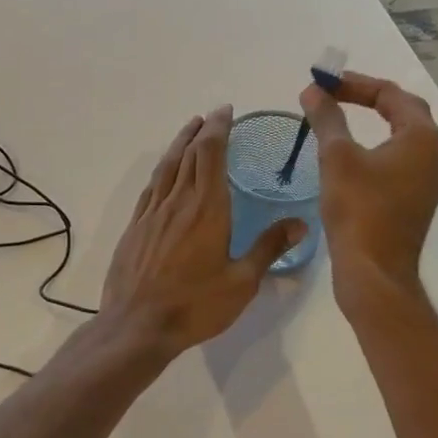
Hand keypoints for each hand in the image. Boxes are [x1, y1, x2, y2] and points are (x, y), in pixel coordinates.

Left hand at [100, 107, 306, 354]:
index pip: (211, 153)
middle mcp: (178, 200)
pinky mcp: (136, 226)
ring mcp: (152, 212)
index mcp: (206, 207)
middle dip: (201, 130)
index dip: (218, 128)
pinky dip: (162, 169)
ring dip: (179, 143)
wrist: (137, 325)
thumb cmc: (195, 305)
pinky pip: (151, 186)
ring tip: (190, 129)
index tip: (226, 112)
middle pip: (188, 153)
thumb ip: (268, 248)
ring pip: (167, 166)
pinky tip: (165, 171)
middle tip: (212, 116)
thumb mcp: (241, 282)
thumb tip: (301, 223)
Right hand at [299, 72, 437, 298]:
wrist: (374, 271)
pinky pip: (398, 157)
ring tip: (338, 115)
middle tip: (332, 93)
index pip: (390, 93)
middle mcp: (434, 153)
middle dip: (366, 97)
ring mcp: (429, 178)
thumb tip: (312, 90)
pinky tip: (351, 152)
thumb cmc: (358, 208)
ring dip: (371, 120)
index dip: (354, 83)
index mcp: (423, 136)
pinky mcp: (416, 198)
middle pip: (402, 110)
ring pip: (401, 135)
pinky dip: (375, 144)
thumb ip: (326, 117)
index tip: (323, 83)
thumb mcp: (336, 156)